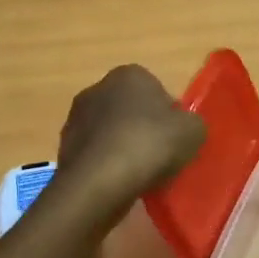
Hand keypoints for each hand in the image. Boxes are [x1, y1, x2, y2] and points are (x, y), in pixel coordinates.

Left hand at [57, 64, 205, 213]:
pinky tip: (119, 183)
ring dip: (124, 148)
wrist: (99, 182)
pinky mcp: (64, 146)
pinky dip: (107, 165)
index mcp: (130, 74)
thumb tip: (182, 127)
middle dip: (144, 129)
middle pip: (131, 110)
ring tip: (139, 175)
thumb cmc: (150, 145)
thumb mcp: (193, 131)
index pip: (157, 90)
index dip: (169, 116)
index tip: (175, 139)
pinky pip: (97, 154)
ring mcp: (76, 117)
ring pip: (111, 132)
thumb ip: (191, 123)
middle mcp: (98, 87)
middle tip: (160, 157)